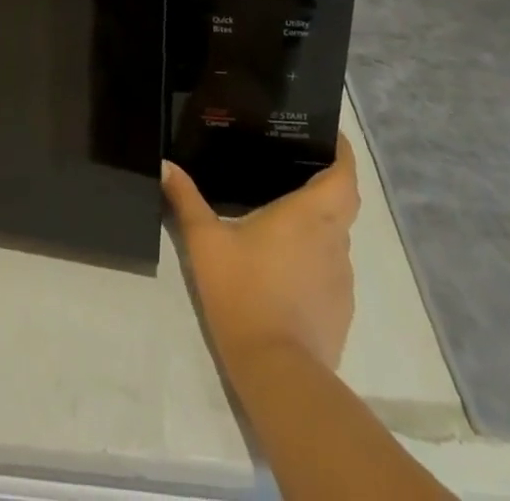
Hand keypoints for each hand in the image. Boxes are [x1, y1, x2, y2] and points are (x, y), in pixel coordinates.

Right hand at [163, 136, 359, 373]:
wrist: (277, 372)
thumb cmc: (243, 293)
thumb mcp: (205, 242)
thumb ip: (186, 200)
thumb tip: (166, 165)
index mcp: (308, 215)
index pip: (343, 176)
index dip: (343, 153)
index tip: (330, 136)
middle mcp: (333, 240)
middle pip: (343, 202)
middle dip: (329, 181)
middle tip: (298, 165)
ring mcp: (341, 278)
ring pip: (337, 236)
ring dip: (321, 222)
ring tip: (287, 213)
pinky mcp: (340, 310)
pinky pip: (332, 269)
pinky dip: (317, 257)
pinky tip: (287, 264)